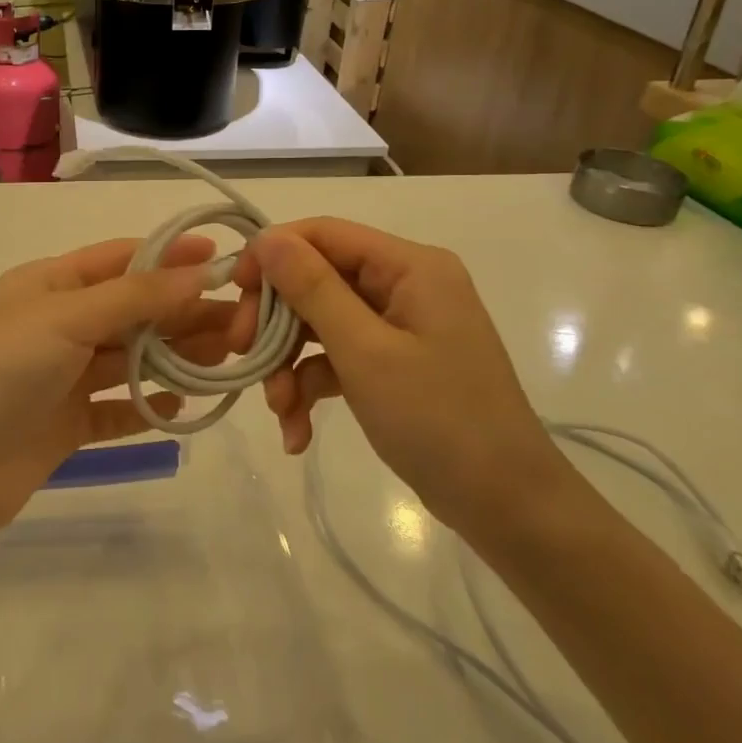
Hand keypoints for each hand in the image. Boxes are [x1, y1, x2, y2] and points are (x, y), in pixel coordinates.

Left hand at [0, 236, 232, 540]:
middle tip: (240, 324)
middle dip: (183, 313)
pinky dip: (148, 405)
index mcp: (49, 284)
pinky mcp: (65, 424)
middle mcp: (58, 324)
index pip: (120, 259)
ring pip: (130, 359)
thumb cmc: (0, 371)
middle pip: (133, 310)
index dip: (170, 257)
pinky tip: (181, 407)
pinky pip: (117, 408)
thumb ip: (134, 296)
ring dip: (174, 358)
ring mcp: (61, 376)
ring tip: (226, 360)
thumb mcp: (65, 318)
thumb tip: (200, 271)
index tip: (224, 262)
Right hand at [232, 218, 568, 536]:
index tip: (233, 291)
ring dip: (289, 364)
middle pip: (316, 280)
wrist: (508, 508)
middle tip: (242, 353)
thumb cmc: (441, 420)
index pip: (324, 234)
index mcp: (410, 266)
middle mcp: (404, 284)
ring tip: (279, 411)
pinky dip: (312, 386)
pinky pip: (337, 358)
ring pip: (320, 323)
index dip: (273, 254)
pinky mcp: (393, 363)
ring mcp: (399, 325)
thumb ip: (312, 289)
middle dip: (276, 321)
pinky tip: (297, 432)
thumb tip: (267, 237)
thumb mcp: (366, 351)